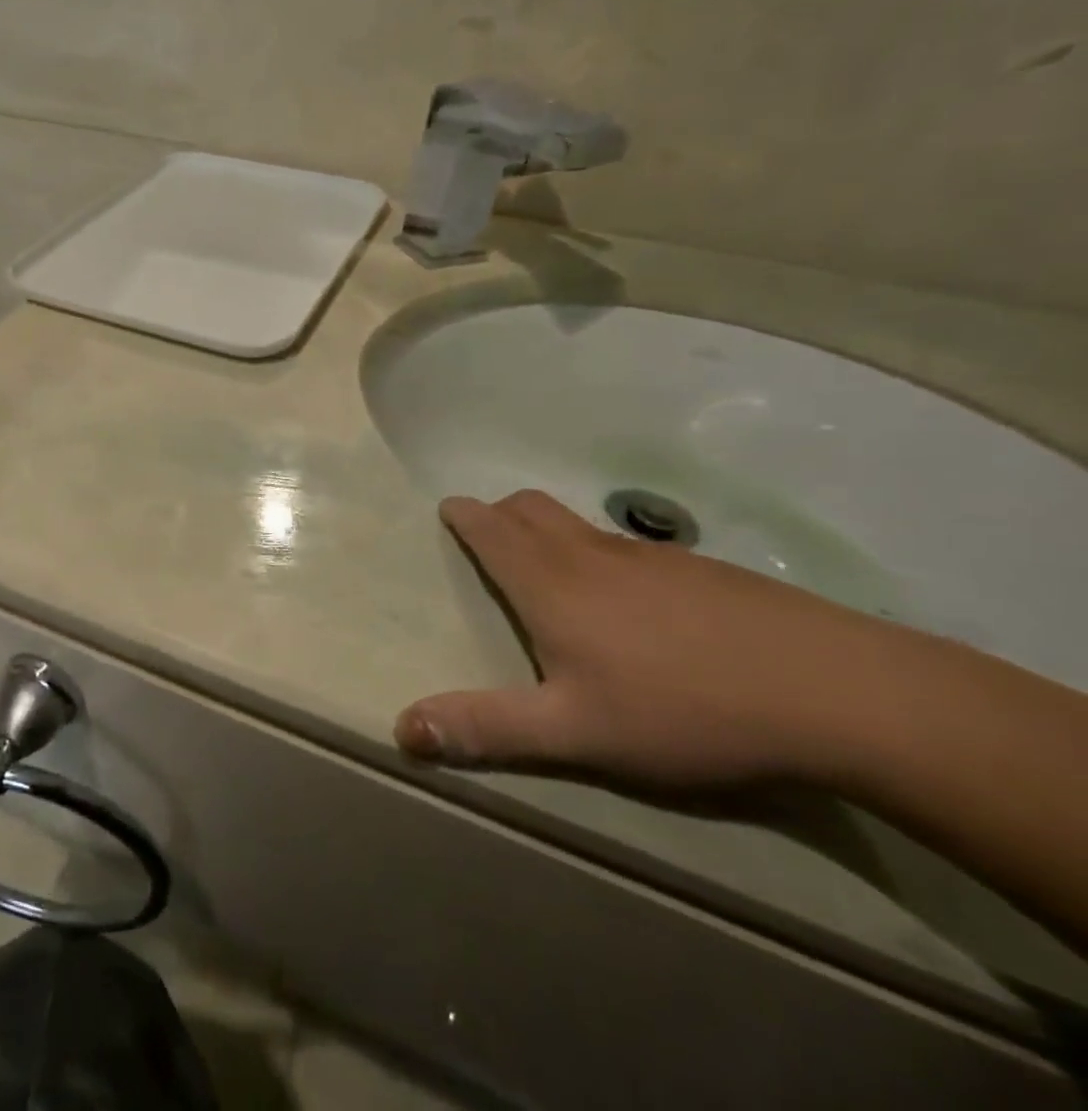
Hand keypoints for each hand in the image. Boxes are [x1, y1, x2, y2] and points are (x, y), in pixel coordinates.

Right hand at [394, 491, 915, 791]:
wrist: (838, 693)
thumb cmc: (683, 709)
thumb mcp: (573, 732)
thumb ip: (485, 727)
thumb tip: (402, 728)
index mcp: (549, 583)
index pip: (490, 528)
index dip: (464, 516)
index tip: (449, 511)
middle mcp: (590, 555)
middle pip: (531, 507)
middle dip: (500, 512)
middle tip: (488, 534)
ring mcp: (651, 557)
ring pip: (580, 523)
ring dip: (549, 529)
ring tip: (552, 568)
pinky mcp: (703, 571)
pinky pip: (629, 546)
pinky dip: (603, 553)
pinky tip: (635, 603)